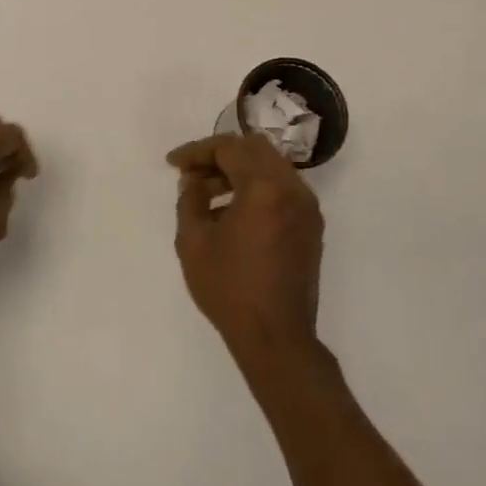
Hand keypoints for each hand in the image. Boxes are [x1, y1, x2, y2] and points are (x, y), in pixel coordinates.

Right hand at [167, 133, 323, 360]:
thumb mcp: (193, 242)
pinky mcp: (311, 225)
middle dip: (220, 155)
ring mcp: (307, 207)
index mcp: (265, 188)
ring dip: (239, 171)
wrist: (276, 337)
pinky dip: (257, 188)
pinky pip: (282, 189)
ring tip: (208, 193)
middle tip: (192, 173)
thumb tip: (194, 180)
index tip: (174, 164)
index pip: (229, 148)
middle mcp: (293, 189)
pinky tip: (233, 211)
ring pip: (271, 167)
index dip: (197, 151)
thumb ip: (190, 199)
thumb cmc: (229, 289)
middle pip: (255, 149)